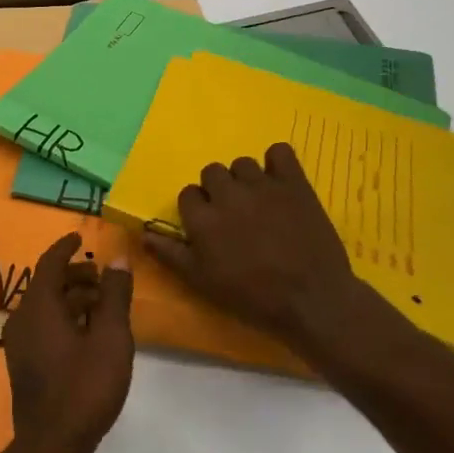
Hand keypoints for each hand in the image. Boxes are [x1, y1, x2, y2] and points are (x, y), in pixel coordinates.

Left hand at [1, 233, 135, 452]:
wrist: (52, 445)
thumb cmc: (84, 386)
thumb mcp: (111, 337)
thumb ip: (115, 295)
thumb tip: (117, 258)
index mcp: (37, 306)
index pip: (48, 263)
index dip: (65, 248)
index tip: (80, 237)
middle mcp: (21, 319)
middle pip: (46, 285)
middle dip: (74, 276)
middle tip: (103, 277)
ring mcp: (19, 344)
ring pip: (45, 308)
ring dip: (72, 299)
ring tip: (103, 306)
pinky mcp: (25, 365)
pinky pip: (43, 327)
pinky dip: (65, 319)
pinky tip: (90, 335)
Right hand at [143, 143, 375, 353]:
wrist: (310, 299)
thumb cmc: (251, 296)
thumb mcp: (201, 282)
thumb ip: (170, 254)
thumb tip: (143, 233)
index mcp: (202, 218)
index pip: (188, 194)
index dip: (197, 209)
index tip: (210, 227)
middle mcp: (228, 194)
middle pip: (212, 172)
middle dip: (219, 191)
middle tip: (234, 215)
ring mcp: (262, 185)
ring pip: (243, 163)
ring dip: (245, 179)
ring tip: (258, 201)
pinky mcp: (294, 183)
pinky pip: (280, 152)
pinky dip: (277, 162)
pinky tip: (280, 181)